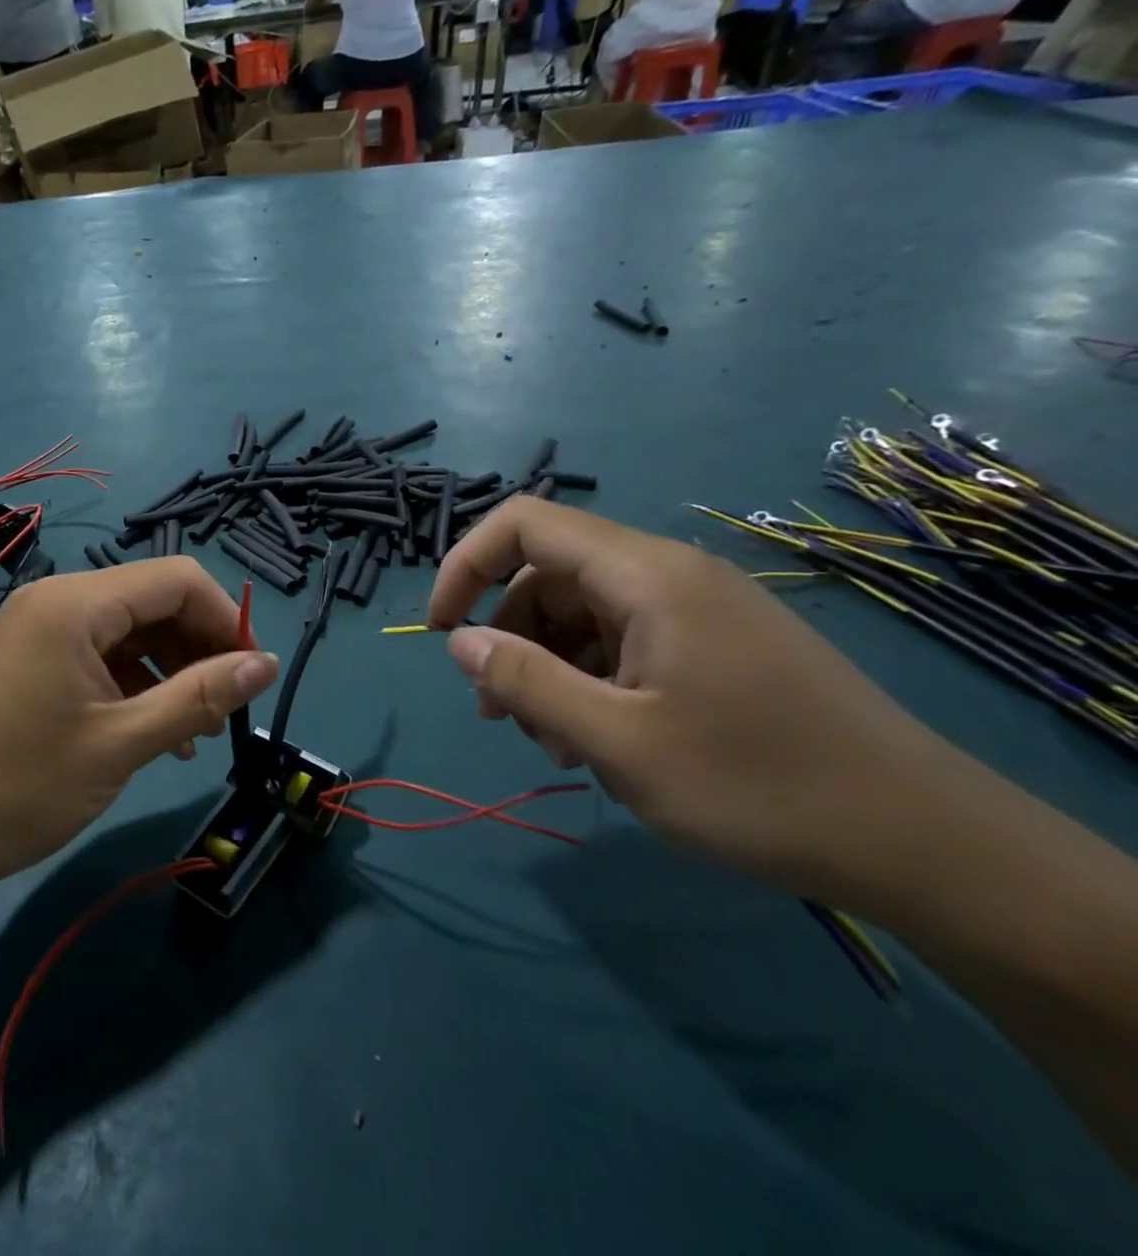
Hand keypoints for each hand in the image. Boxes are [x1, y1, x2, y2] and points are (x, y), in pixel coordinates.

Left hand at [0, 560, 277, 891]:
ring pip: (126, 630)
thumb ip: (200, 696)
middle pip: (152, 600)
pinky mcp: (28, 659)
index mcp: (76, 603)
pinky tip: (152, 731)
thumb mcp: (123, 742)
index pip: (177, 579)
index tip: (252, 674)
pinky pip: (96, 654)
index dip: (225, 619)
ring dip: (169, 670)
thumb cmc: (22, 786)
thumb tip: (268, 664)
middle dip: (198, 646)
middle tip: (226, 707)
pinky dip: (132, 683)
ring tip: (194, 730)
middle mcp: (56, 600)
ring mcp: (37, 628)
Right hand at [428, 498, 973, 904]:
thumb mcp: (616, 742)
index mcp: (647, 575)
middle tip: (500, 712)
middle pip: (550, 575)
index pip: (525, 525)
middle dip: (508, 636)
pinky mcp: (717, 644)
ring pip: (583, 613)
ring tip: (554, 742)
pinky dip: (591, 680)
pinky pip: (625, 640)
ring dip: (548, 667)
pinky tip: (599, 741)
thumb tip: (458, 640)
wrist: (927, 845)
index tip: (443, 631)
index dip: (466, 565)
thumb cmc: (758, 786)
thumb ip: (524, 681)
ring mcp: (698, 608)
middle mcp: (670, 574)